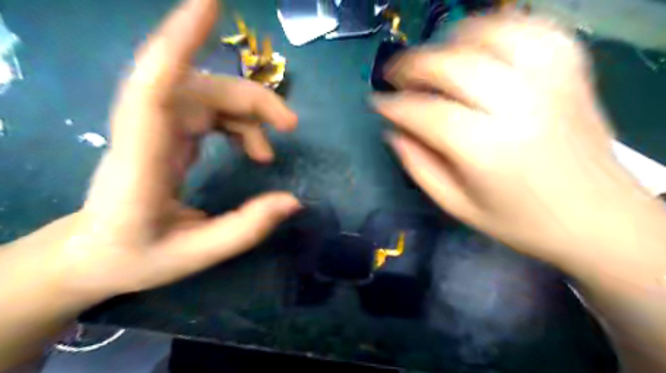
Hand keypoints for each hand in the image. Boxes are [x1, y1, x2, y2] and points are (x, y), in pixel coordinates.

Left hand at [10, 1, 298, 302]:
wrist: (93, 255)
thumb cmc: (136, 256)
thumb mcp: (197, 255)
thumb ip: (246, 228)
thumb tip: (294, 201)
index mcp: (141, 163)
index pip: (154, 88)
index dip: (181, 41)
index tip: (210, 2)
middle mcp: (144, 132)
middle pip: (201, 89)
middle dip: (251, 99)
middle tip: (290, 126)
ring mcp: (154, 127)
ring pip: (208, 95)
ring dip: (247, 114)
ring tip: (267, 153)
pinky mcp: (164, 131)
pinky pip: (207, 109)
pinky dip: (237, 123)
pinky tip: (251, 149)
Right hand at [375, 15, 653, 264]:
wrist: (597, 218)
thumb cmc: (519, 221)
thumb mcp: (456, 205)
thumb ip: (418, 166)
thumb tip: (393, 130)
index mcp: (485, 149)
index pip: (425, 112)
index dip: (393, 105)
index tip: (377, 103)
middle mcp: (518, 106)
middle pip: (452, 65)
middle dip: (412, 65)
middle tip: (395, 76)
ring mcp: (550, 82)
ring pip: (490, 33)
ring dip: (450, 41)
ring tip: (433, 59)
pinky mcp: (572, 71)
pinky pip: (532, 28)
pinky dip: (498, 28)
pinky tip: (479, 46)